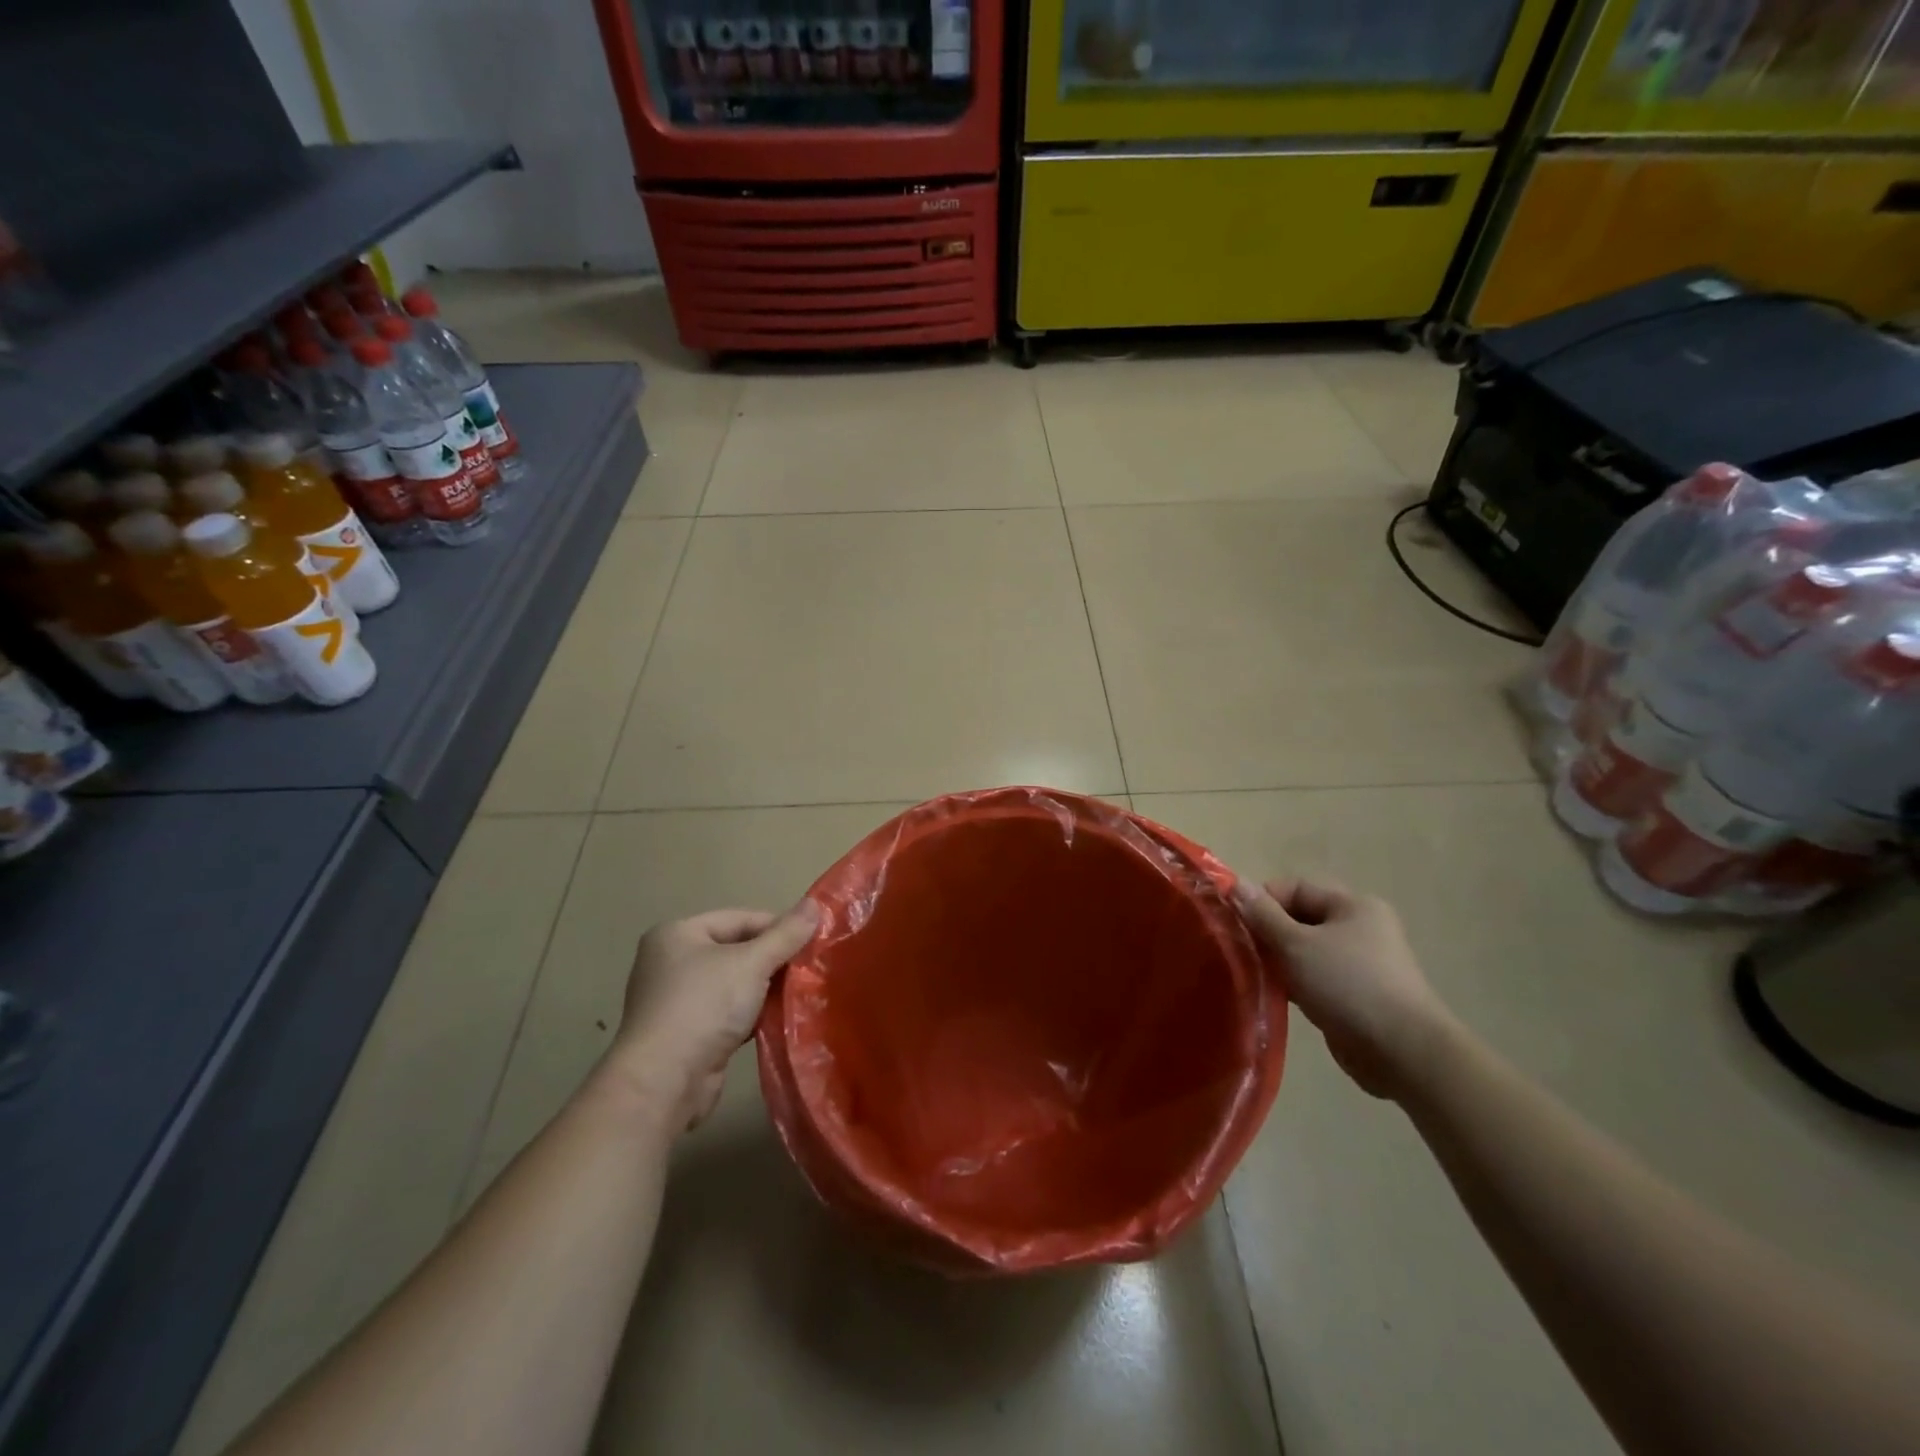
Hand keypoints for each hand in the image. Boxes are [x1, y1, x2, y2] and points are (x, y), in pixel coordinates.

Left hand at [609, 902, 818, 1131]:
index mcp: (677, 934)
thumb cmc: (703, 1006)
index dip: (778, 927)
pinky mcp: (686, 1034)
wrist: (663, 1083)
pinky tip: (779, 1020)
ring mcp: (676, 1001)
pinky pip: (727, 1013)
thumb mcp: (751, 963)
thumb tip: (816, 904)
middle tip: (811, 968)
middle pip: (736, 950)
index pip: (739, 918)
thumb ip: (786, 934)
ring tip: (802, 993)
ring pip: (733, 984)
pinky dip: (751, 1015)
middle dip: (773, 960)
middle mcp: (671, 962)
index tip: (813, 941)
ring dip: (765, 989)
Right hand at [1234, 876, 1453, 1100]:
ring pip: (1306, 950)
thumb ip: (1263, 914)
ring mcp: (1361, 963)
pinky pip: (1316, 977)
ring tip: (1257, 976)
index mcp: (1353, 905)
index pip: (1295, 887)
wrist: (1402, 1052)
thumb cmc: (1347, 985)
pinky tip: (1278, 996)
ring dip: (1280, 961)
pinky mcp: (1357, 995)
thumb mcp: (1296, 945)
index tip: (1237, 924)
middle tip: (1243, 953)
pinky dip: (1296, 983)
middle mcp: (1360, 928)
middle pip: (1300, 918)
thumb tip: (1235, 882)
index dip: (1263, 901)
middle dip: (1269, 933)